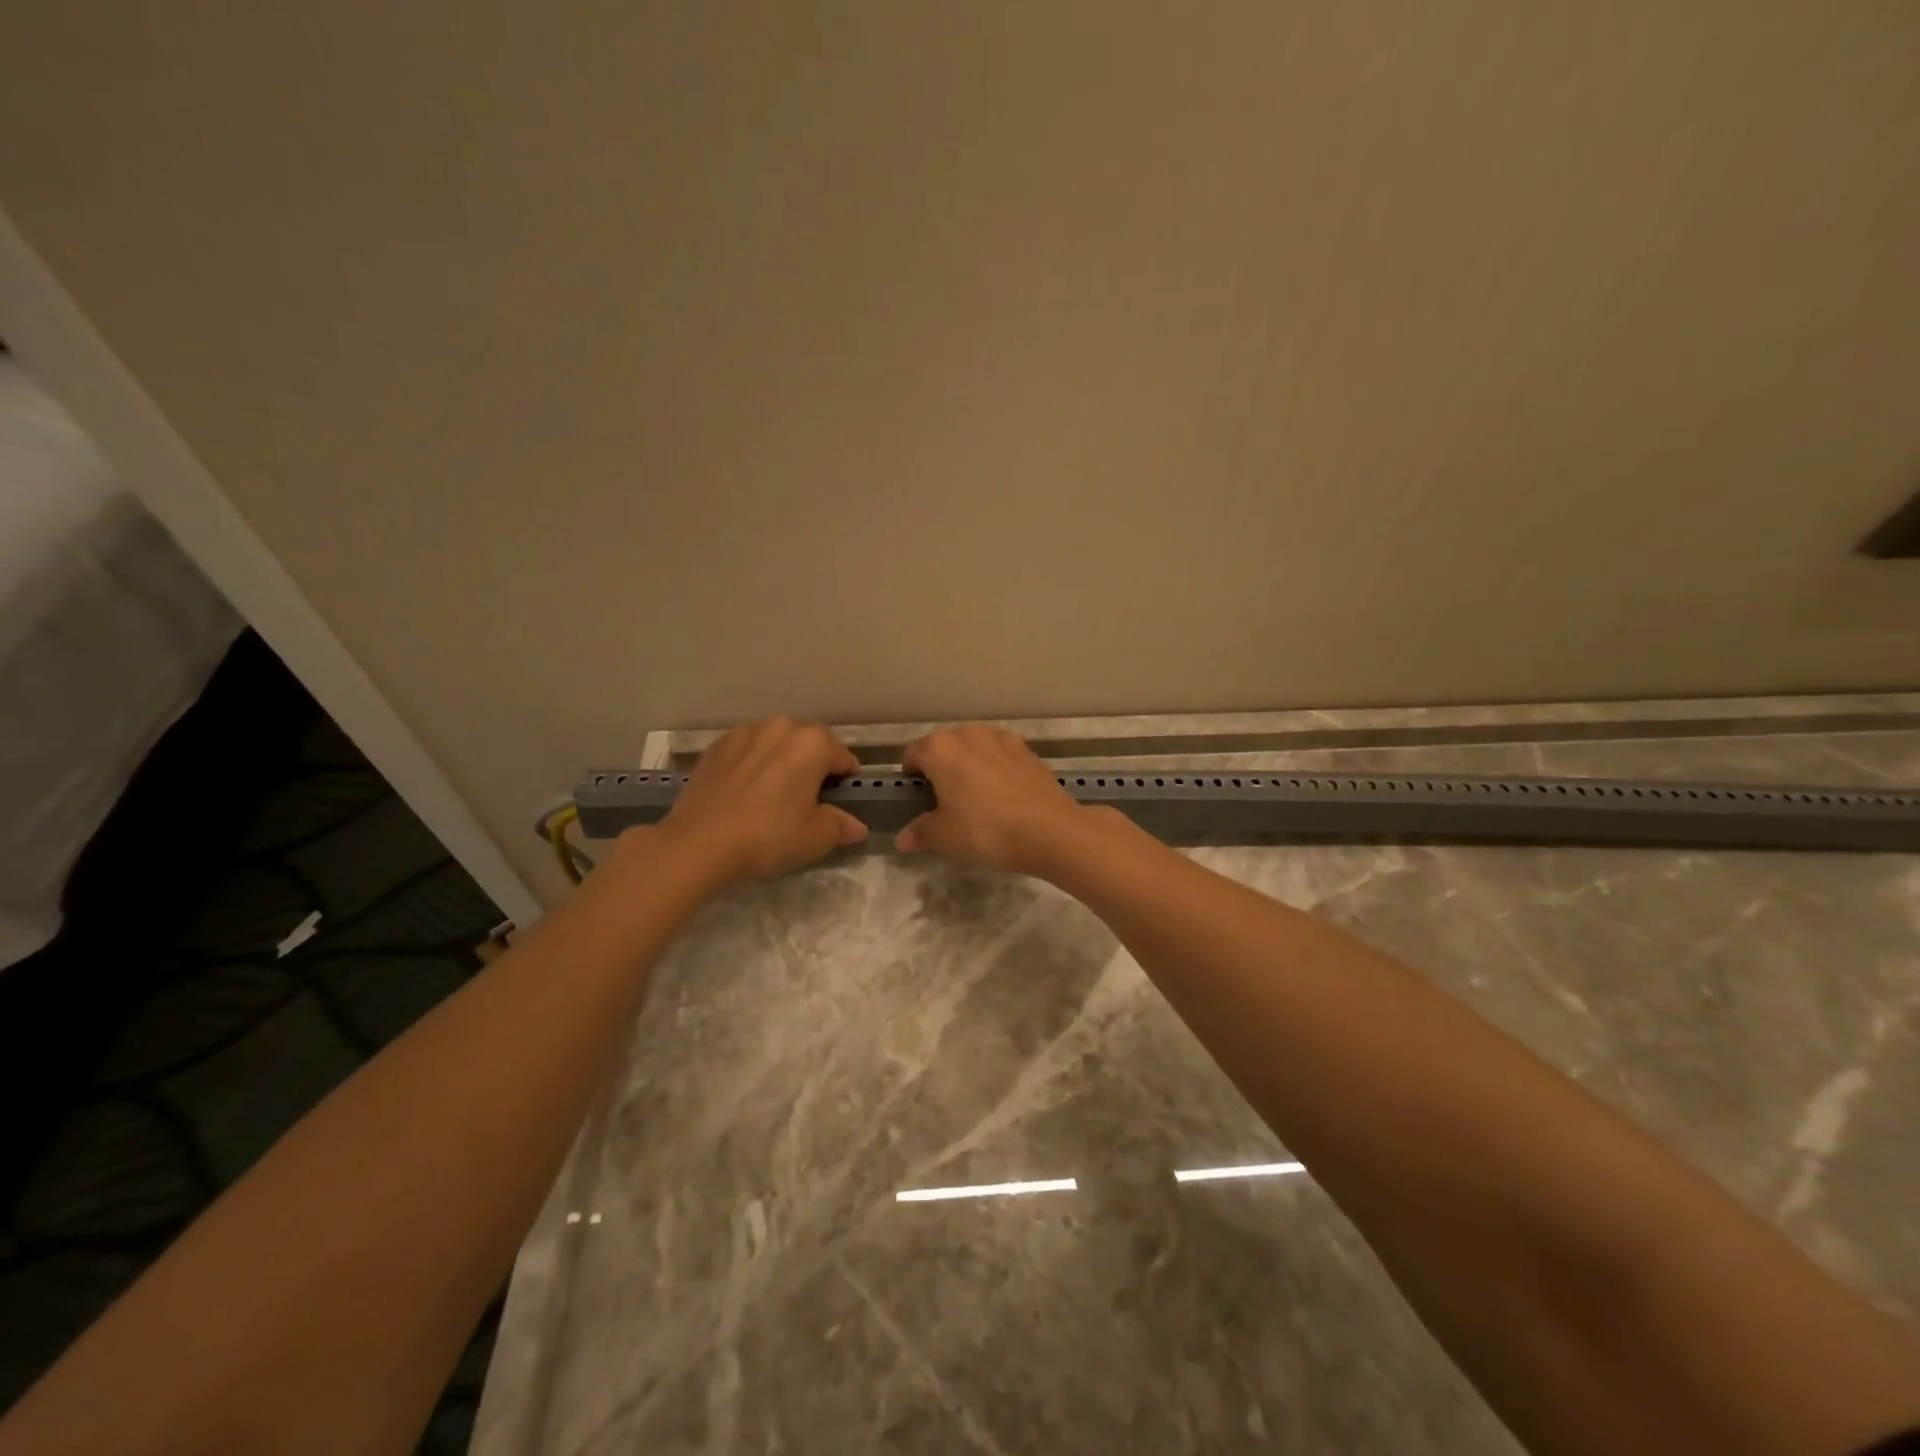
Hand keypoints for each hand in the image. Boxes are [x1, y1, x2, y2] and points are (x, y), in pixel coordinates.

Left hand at [659, 717, 866, 882]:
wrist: (698, 843)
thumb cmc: (769, 836)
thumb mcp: (816, 838)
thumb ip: (841, 826)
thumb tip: (856, 826)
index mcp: (813, 743)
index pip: (842, 758)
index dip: (844, 781)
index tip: (838, 802)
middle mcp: (781, 727)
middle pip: (809, 745)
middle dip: (812, 766)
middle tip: (806, 801)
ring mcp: (744, 733)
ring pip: (775, 744)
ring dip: (780, 762)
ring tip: (772, 795)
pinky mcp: (715, 746)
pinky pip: (745, 752)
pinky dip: (751, 765)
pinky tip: (744, 793)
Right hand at [897, 724, 1099, 876]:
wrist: (1050, 830)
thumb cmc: (986, 830)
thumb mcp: (944, 837)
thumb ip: (920, 832)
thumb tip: (903, 838)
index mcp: (940, 748)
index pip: (913, 754)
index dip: (911, 777)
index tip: (916, 799)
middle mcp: (969, 733)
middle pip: (944, 746)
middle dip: (940, 768)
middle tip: (944, 802)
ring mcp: (1001, 738)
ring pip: (974, 747)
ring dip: (969, 765)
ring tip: (976, 797)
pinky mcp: (1027, 750)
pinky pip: (1000, 755)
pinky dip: (995, 768)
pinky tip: (1004, 796)